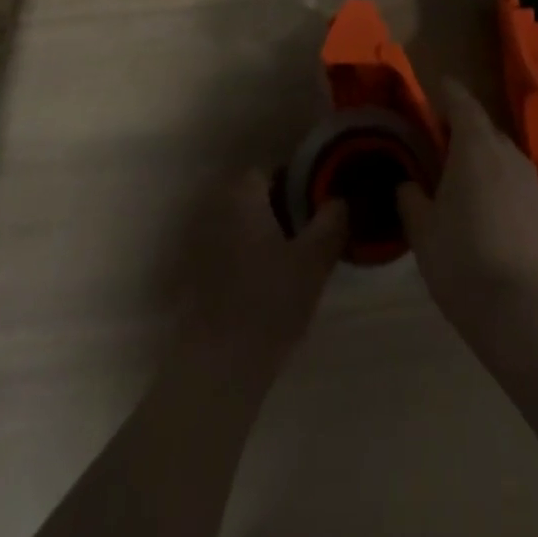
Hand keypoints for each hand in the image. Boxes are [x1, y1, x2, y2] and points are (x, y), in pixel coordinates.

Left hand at [178, 171, 346, 376]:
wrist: (218, 366)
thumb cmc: (269, 301)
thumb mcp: (314, 260)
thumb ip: (330, 223)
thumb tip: (339, 200)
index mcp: (243, 198)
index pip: (266, 170)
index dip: (292, 181)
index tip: (314, 201)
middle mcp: (218, 212)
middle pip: (252, 198)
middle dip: (279, 208)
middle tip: (308, 230)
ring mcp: (203, 245)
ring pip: (241, 226)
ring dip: (263, 235)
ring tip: (293, 259)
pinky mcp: (198, 278)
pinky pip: (229, 253)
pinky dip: (248, 259)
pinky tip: (268, 284)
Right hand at [397, 81, 537, 334]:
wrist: (522, 314)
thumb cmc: (462, 261)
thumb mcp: (422, 229)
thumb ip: (411, 198)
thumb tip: (409, 185)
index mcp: (476, 147)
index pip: (462, 102)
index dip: (447, 92)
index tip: (435, 88)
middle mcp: (509, 154)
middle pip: (483, 128)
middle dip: (462, 129)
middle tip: (438, 144)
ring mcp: (533, 183)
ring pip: (503, 157)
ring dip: (482, 158)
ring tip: (461, 180)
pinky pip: (516, 183)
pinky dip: (500, 185)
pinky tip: (487, 212)